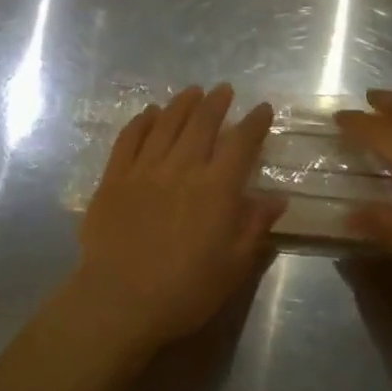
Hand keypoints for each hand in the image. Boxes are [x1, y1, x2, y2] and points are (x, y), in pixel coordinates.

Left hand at [70, 84, 283, 351]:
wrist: (119, 300)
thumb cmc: (184, 291)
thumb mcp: (232, 266)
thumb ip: (253, 226)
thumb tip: (277, 198)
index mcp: (215, 189)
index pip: (240, 144)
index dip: (254, 123)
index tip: (262, 108)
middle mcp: (182, 168)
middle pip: (202, 123)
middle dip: (216, 103)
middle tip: (224, 90)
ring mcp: (144, 169)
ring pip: (166, 123)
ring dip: (182, 104)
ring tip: (192, 91)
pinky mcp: (114, 177)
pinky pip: (129, 138)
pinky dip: (141, 121)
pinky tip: (149, 113)